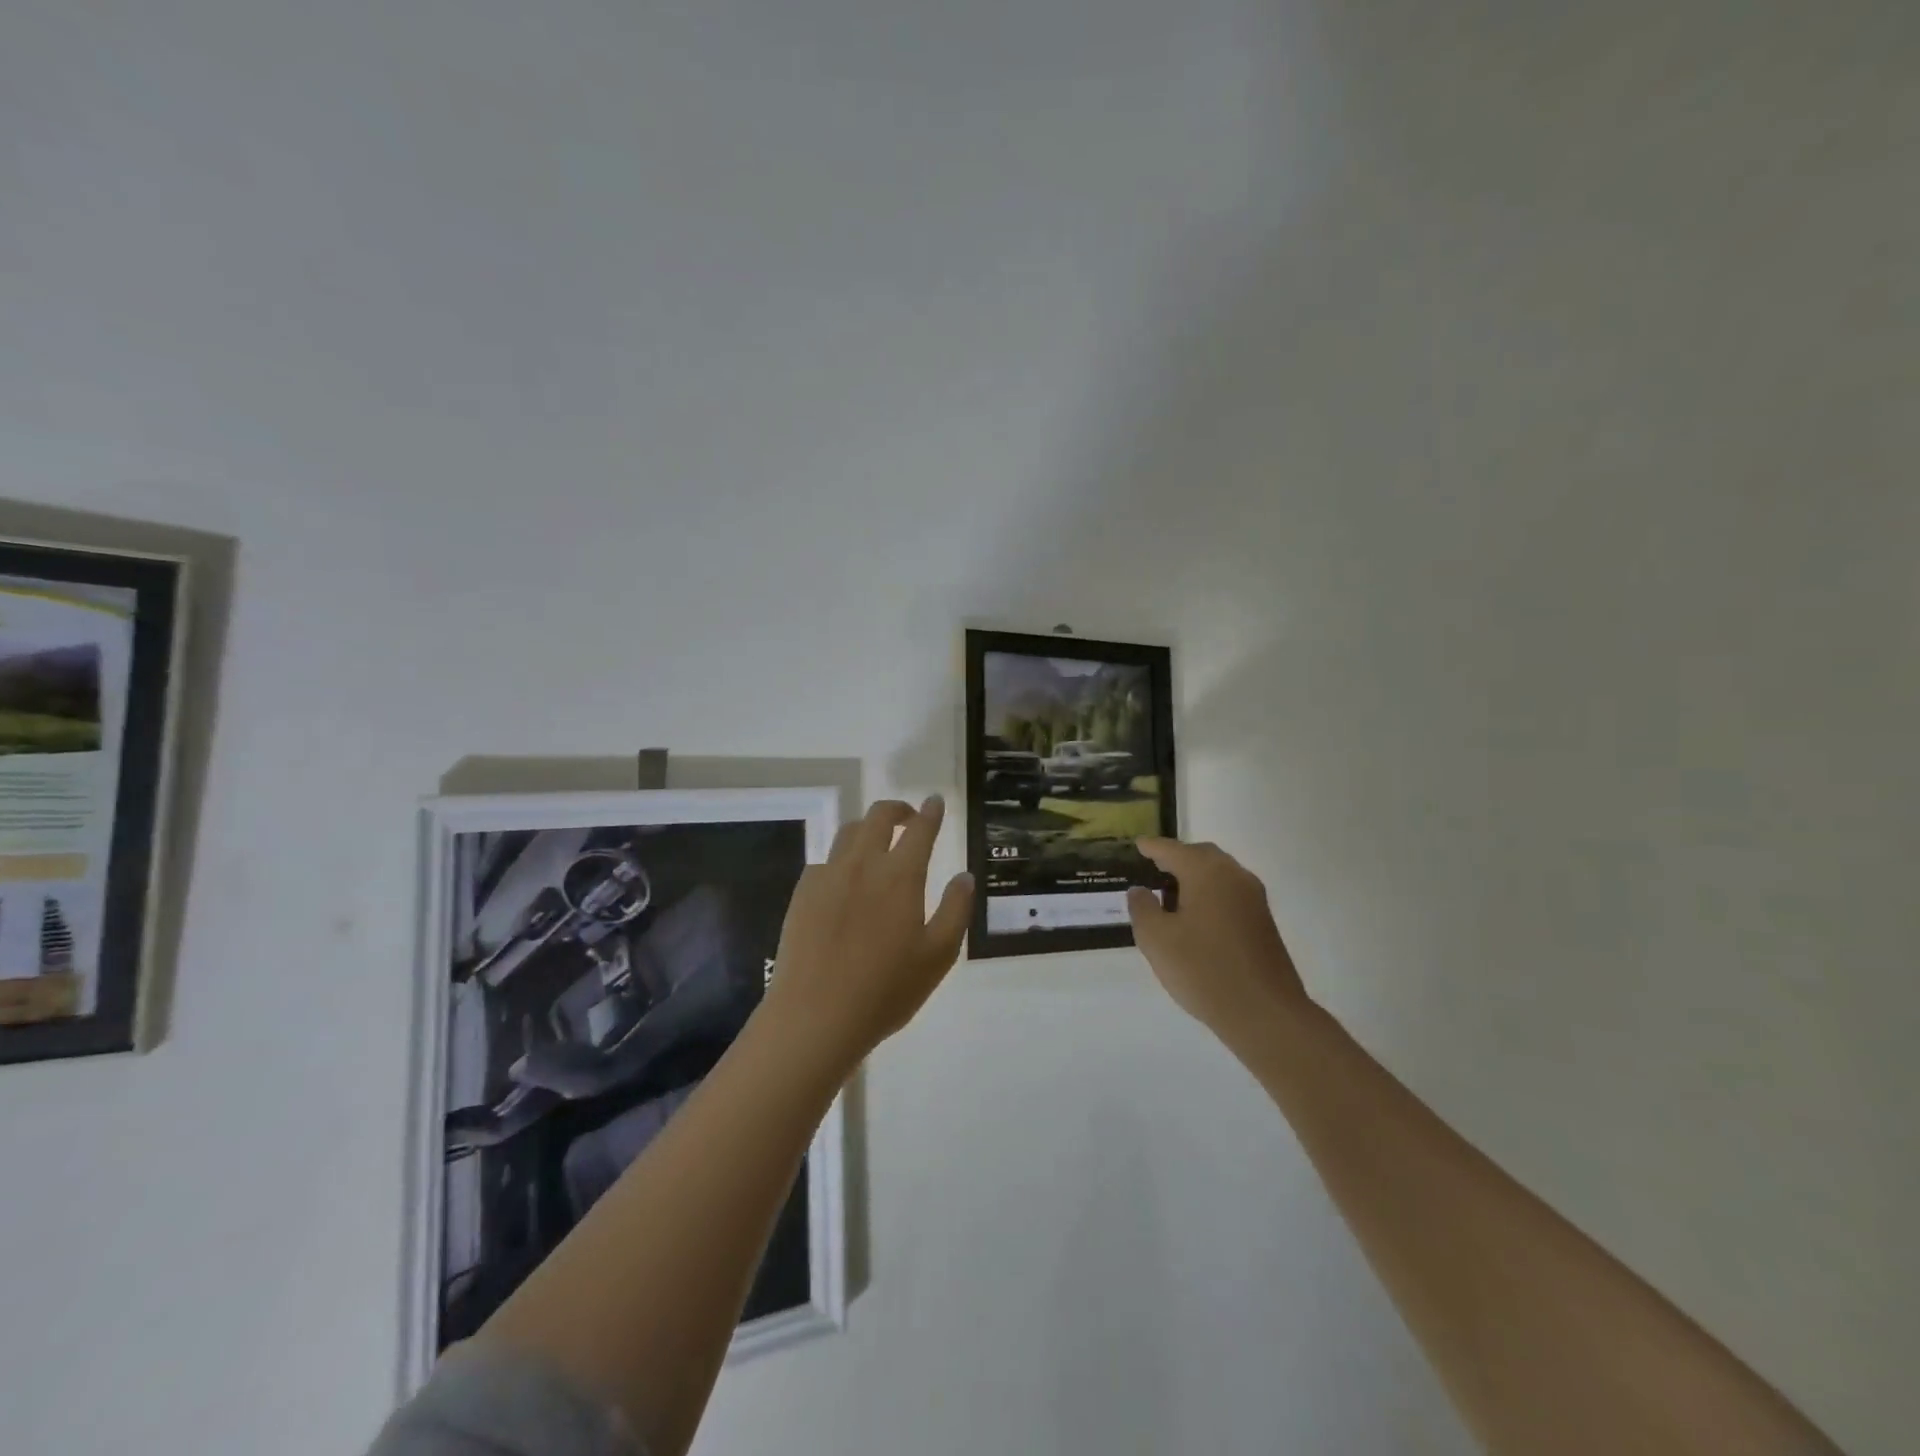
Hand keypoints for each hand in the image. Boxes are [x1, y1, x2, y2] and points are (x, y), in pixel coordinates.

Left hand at [763, 796, 972, 1067]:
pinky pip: (826, 860)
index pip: (920, 829)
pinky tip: (845, 881)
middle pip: (878, 817)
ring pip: (848, 832)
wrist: (815, 1016)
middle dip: (898, 809)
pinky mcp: (803, 893)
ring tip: (877, 844)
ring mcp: (828, 875)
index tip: (935, 801)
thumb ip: (956, 910)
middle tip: (910, 819)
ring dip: (868, 828)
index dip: (930, 812)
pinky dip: (842, 859)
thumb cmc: (886, 990)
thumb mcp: (938, 955)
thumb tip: (964, 876)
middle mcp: (863, 864)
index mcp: (900, 875)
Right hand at [1127, 839, 1307, 1035]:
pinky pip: (1230, 893)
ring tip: (1170, 895)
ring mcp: (1254, 899)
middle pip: (1200, 856)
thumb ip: (1142, 908)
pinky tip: (1196, 918)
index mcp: (1207, 872)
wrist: (1265, 1013)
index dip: (1152, 848)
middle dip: (1176, 859)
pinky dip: (1210, 894)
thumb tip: (1140, 890)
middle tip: (1153, 868)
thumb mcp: (1156, 939)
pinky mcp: (1263, 922)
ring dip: (1195, 877)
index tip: (1137, 845)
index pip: (1172, 850)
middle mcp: (1234, 876)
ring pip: (1219, 874)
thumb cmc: (1203, 970)